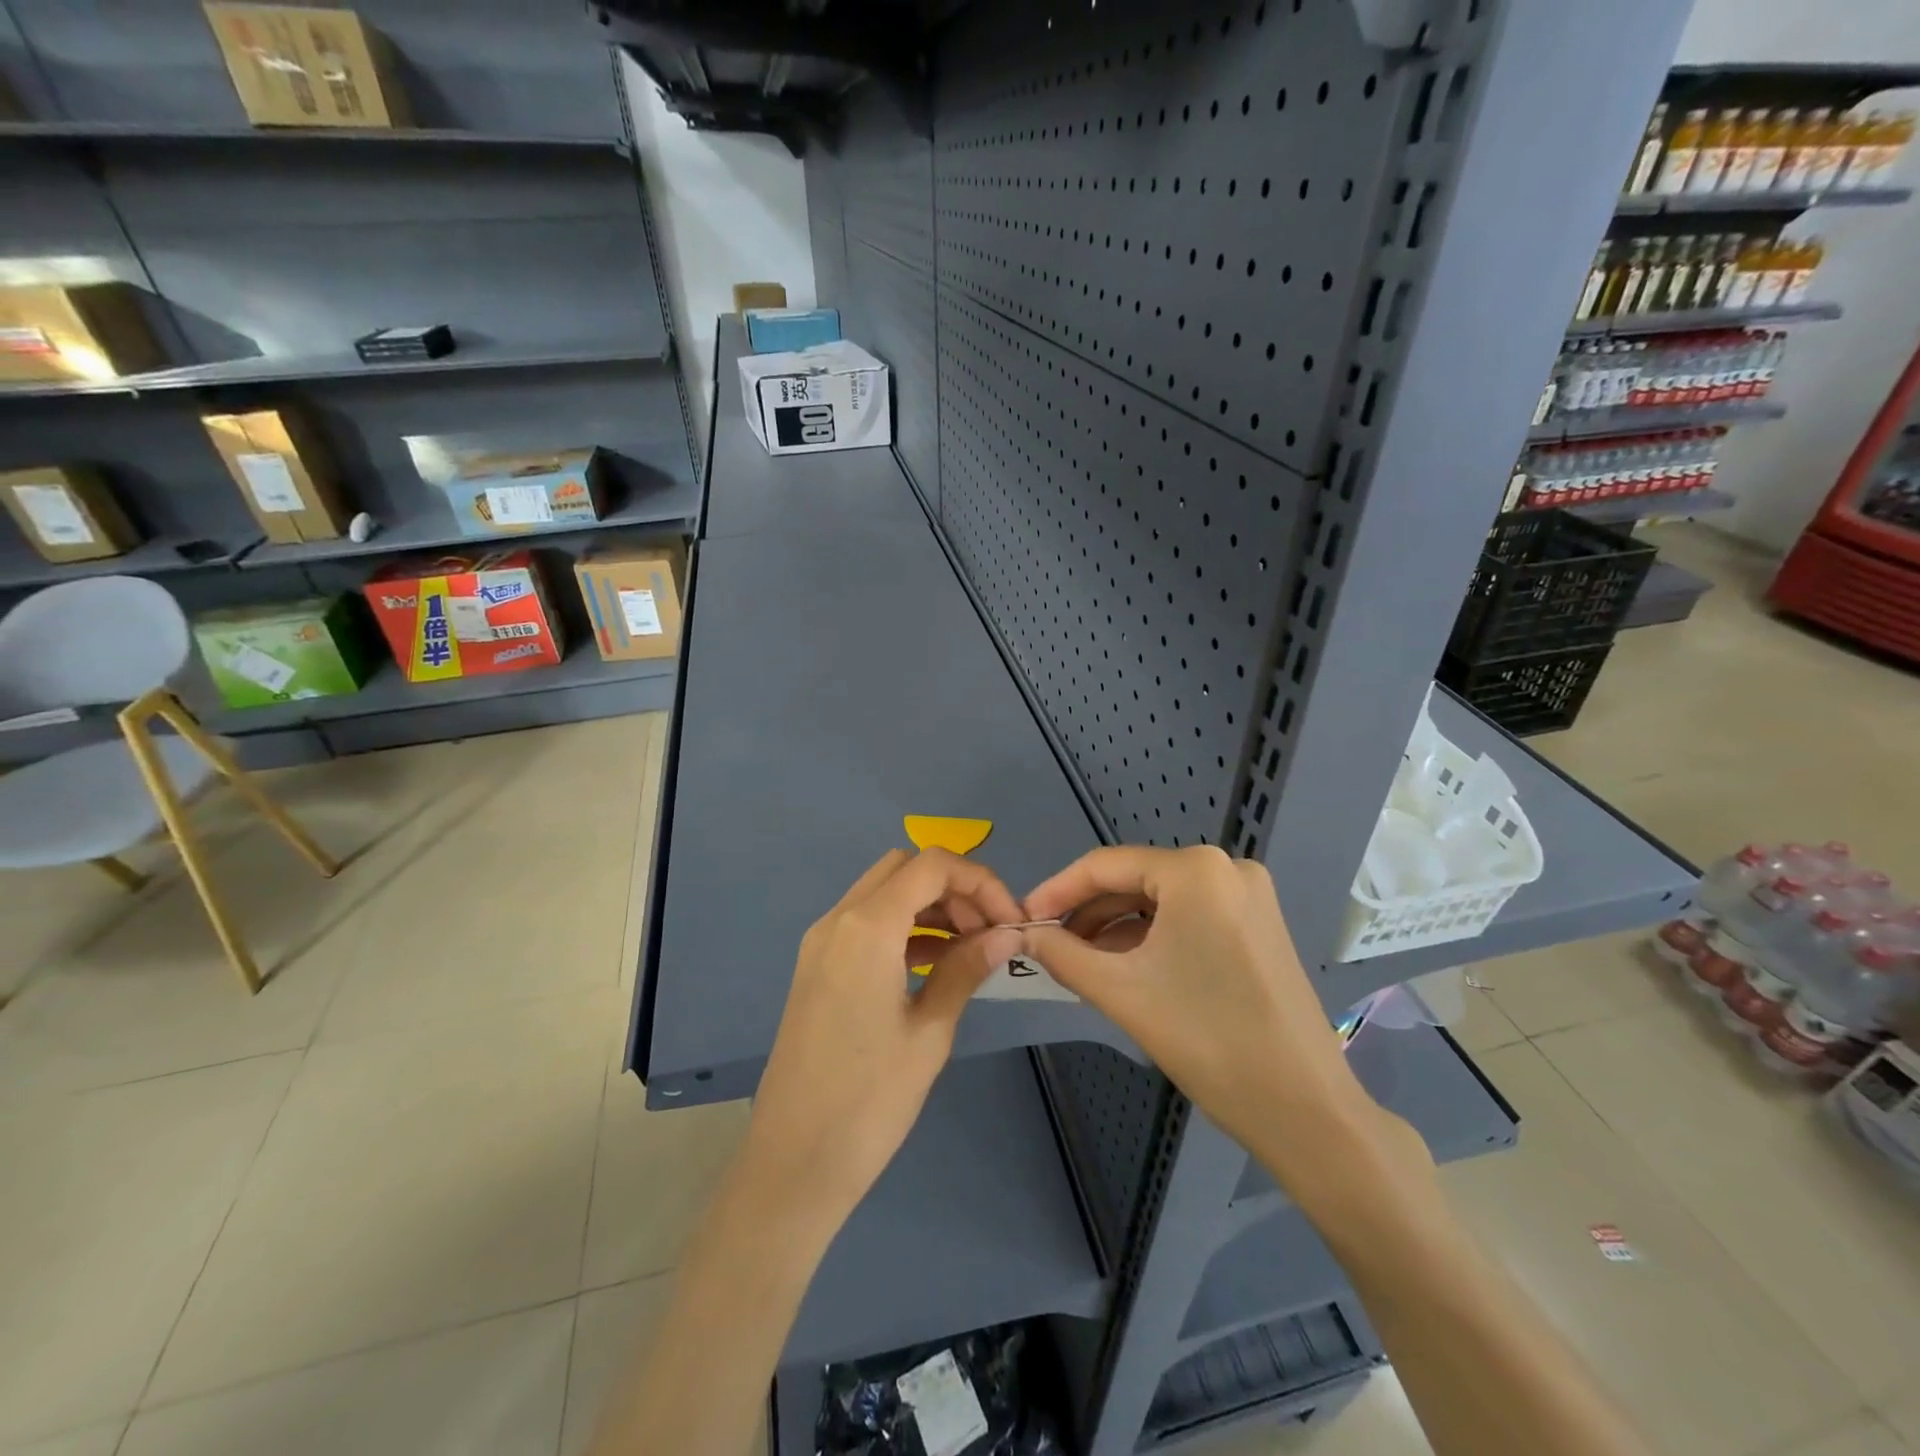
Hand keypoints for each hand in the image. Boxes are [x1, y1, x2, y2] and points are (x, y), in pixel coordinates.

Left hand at [741, 848, 1023, 1235]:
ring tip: (970, 949)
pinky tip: (934, 964)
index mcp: (867, 927)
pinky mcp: (817, 966)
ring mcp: (821, 942)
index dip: (980, 880)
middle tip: (989, 932)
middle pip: (905, 869)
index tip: (1011, 921)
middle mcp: (838, 920)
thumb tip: (1008, 932)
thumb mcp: (930, 1032)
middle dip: (954, 888)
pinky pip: (866, 923)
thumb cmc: (869, 1101)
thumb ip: (967, 968)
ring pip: (884, 892)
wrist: (792, 1163)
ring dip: (930, 906)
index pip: (932, 865)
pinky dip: (904, 927)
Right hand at [1021, 846, 1413, 1188]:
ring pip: (1160, 900)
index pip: (1104, 865)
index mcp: (1195, 870)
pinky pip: (1188, 917)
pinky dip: (1151, 937)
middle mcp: (1225, 868)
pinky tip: (1123, 965)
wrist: (1305, 1110)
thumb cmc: (1207, 1040)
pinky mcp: (1258, 924)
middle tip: (1047, 945)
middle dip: (1087, 913)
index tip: (1021, 919)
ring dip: (1116, 927)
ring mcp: (1248, 895)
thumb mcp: (1122, 992)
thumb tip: (1022, 934)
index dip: (1056, 891)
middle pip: (1134, 880)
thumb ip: (1062, 954)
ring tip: (1078, 961)